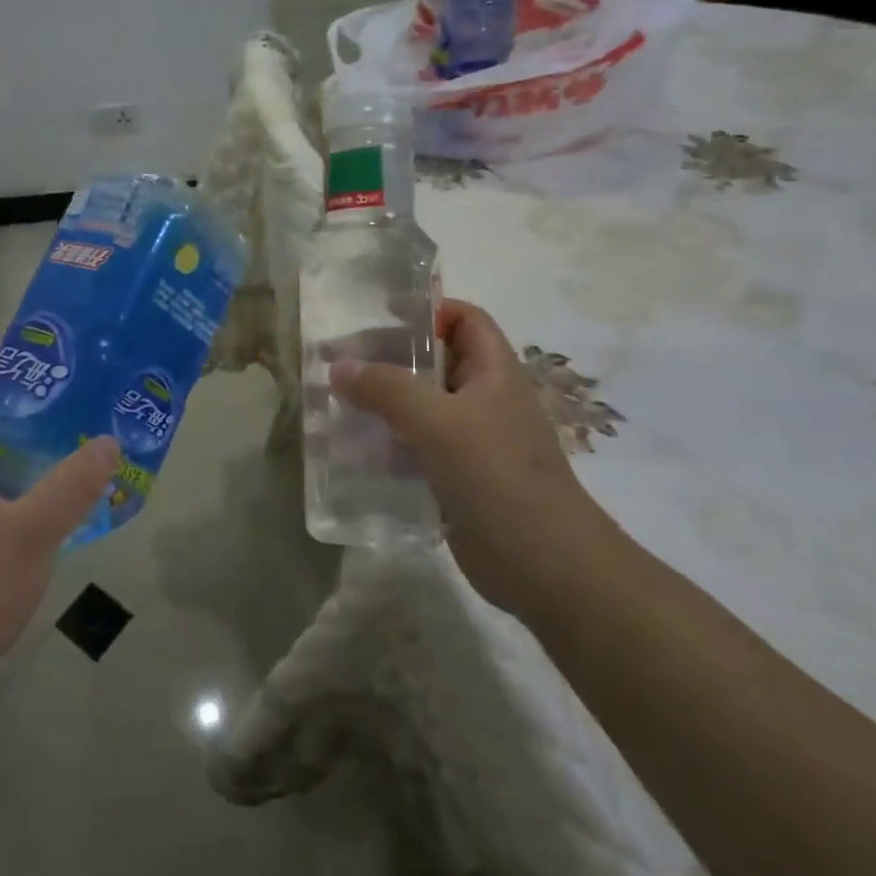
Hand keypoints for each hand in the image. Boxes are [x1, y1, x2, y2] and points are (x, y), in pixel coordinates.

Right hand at [329, 299, 621, 616]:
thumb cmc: (498, 477)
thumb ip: (388, 389)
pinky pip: (412, 450)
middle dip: (386, 359)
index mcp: (493, 373)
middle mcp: (482, 401)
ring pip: (417, 409)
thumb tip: (339, 366)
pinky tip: (346, 453)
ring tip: (329, 405)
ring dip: (378, 405)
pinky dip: (382, 447)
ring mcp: (468, 443)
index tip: (377, 314)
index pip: (465, 319)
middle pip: (432, 363)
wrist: (545, 566)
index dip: (428, 309)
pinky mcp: (454, 480)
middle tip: (336, 362)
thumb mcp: (440, 422)